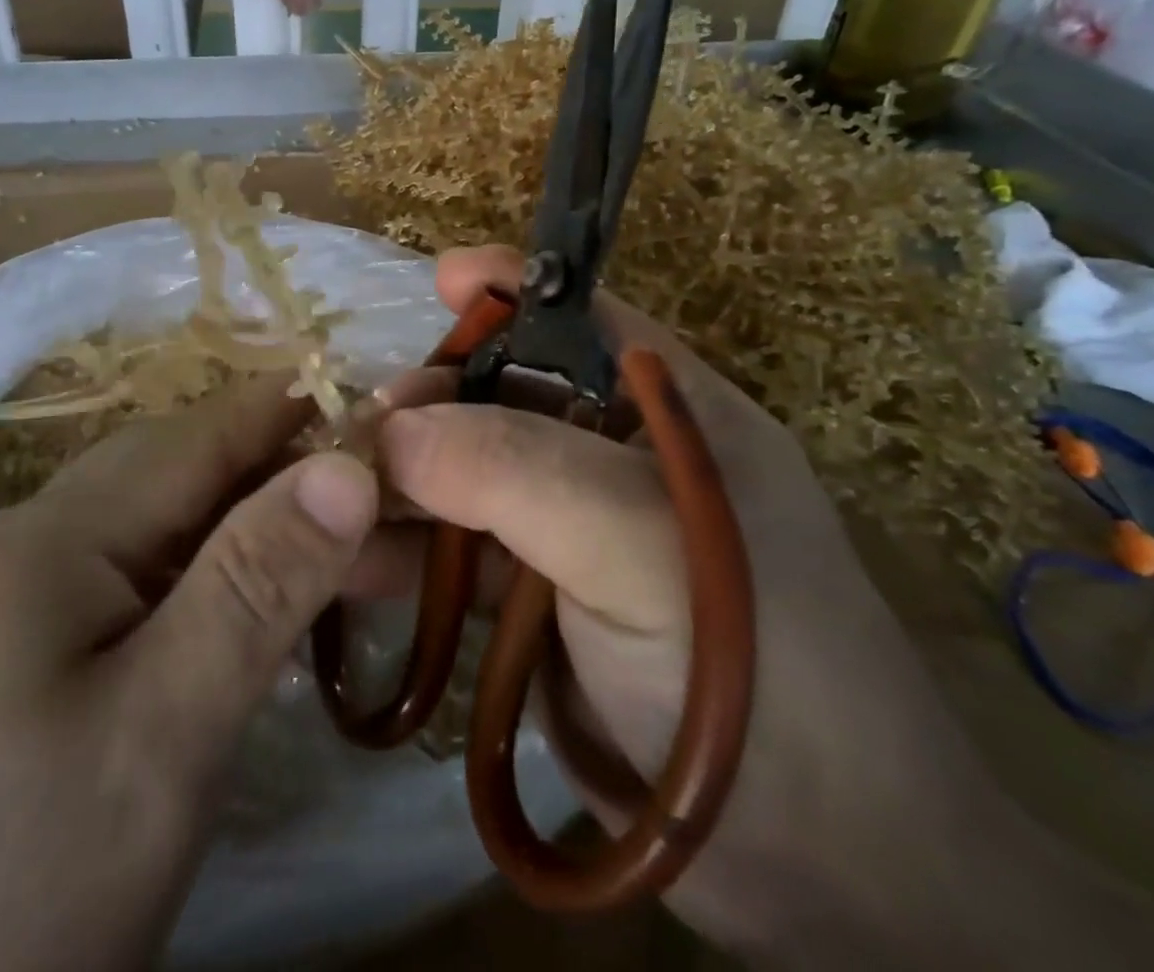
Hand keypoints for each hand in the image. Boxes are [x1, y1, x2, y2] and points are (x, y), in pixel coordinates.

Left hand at [0, 376, 377, 971]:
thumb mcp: (158, 739)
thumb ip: (256, 586)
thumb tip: (349, 462)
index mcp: (46, 539)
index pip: (202, 435)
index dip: (298, 410)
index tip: (388, 405)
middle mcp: (14, 555)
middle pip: (175, 482)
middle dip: (284, 479)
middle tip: (385, 506)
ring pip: (151, 544)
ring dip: (245, 542)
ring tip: (340, 563)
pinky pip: (119, 603)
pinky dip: (196, 597)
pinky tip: (236, 625)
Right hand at [371, 246, 1153, 966]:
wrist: (821, 874)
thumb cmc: (755, 667)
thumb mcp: (641, 544)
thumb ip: (517, 468)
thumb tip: (392, 430)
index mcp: (668, 410)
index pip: (581, 319)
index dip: (511, 290)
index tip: (439, 279)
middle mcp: (617, 456)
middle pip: (504, 395)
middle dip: (432, 399)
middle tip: (361, 429)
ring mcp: (576, 531)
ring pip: (471, 476)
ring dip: (403, 482)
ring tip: (332, 499)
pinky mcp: (542, 602)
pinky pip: (459, 554)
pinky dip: (405, 553)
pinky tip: (349, 564)